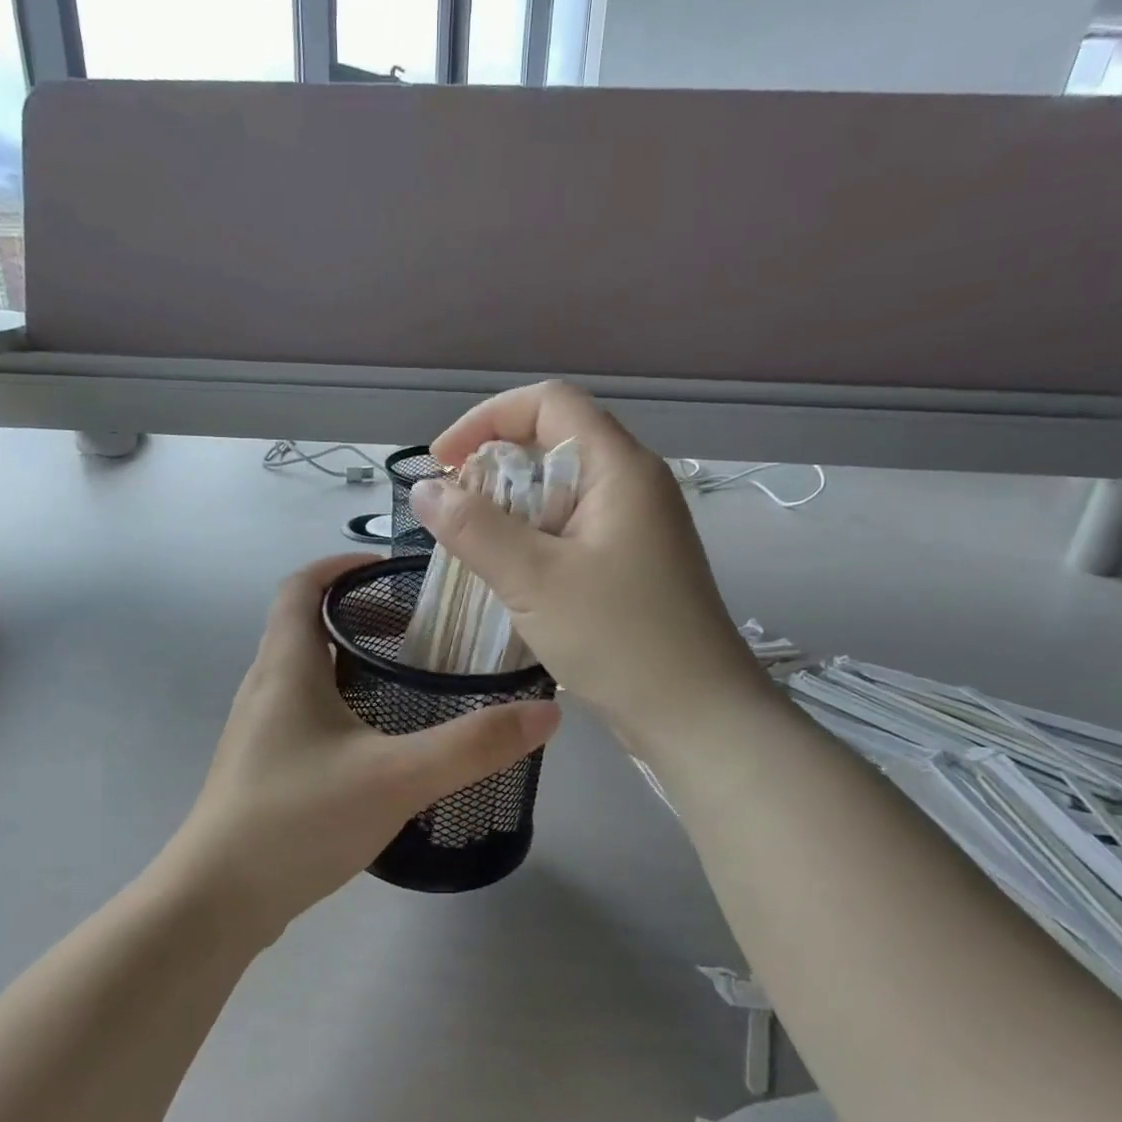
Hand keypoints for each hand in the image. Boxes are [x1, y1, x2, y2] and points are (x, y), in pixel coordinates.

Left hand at [165, 555, 559, 937]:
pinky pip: (303, 713)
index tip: (394, 570)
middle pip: (305, 625)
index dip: (343, 566)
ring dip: (350, 662)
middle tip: (418, 629)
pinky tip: (376, 744)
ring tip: (406, 680)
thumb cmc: (298, 820)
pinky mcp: (261, 769)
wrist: (216, 903)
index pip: (302, 585)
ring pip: (305, 673)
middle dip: (361, 616)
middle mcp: (264, 687)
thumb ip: (472, 745)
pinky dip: (340, 704)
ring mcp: (258, 731)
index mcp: (285, 666)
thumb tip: (546, 713)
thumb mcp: (396, 777)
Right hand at [409, 382, 768, 751]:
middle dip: (494, 467)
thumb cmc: (619, 639)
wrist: (697, 718)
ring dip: (509, 509)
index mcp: (619, 468)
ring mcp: (636, 528)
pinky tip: (510, 577)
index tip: (442, 462)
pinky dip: (531, 541)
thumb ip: (474, 528)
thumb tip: (424, 489)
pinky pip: (571, 531)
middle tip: (454, 513)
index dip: (488, 419)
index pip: (549, 403)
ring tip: (474, 548)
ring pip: (559, 493)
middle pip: (553, 443)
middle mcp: (633, 486)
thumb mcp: (534, 579)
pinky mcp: (631, 566)